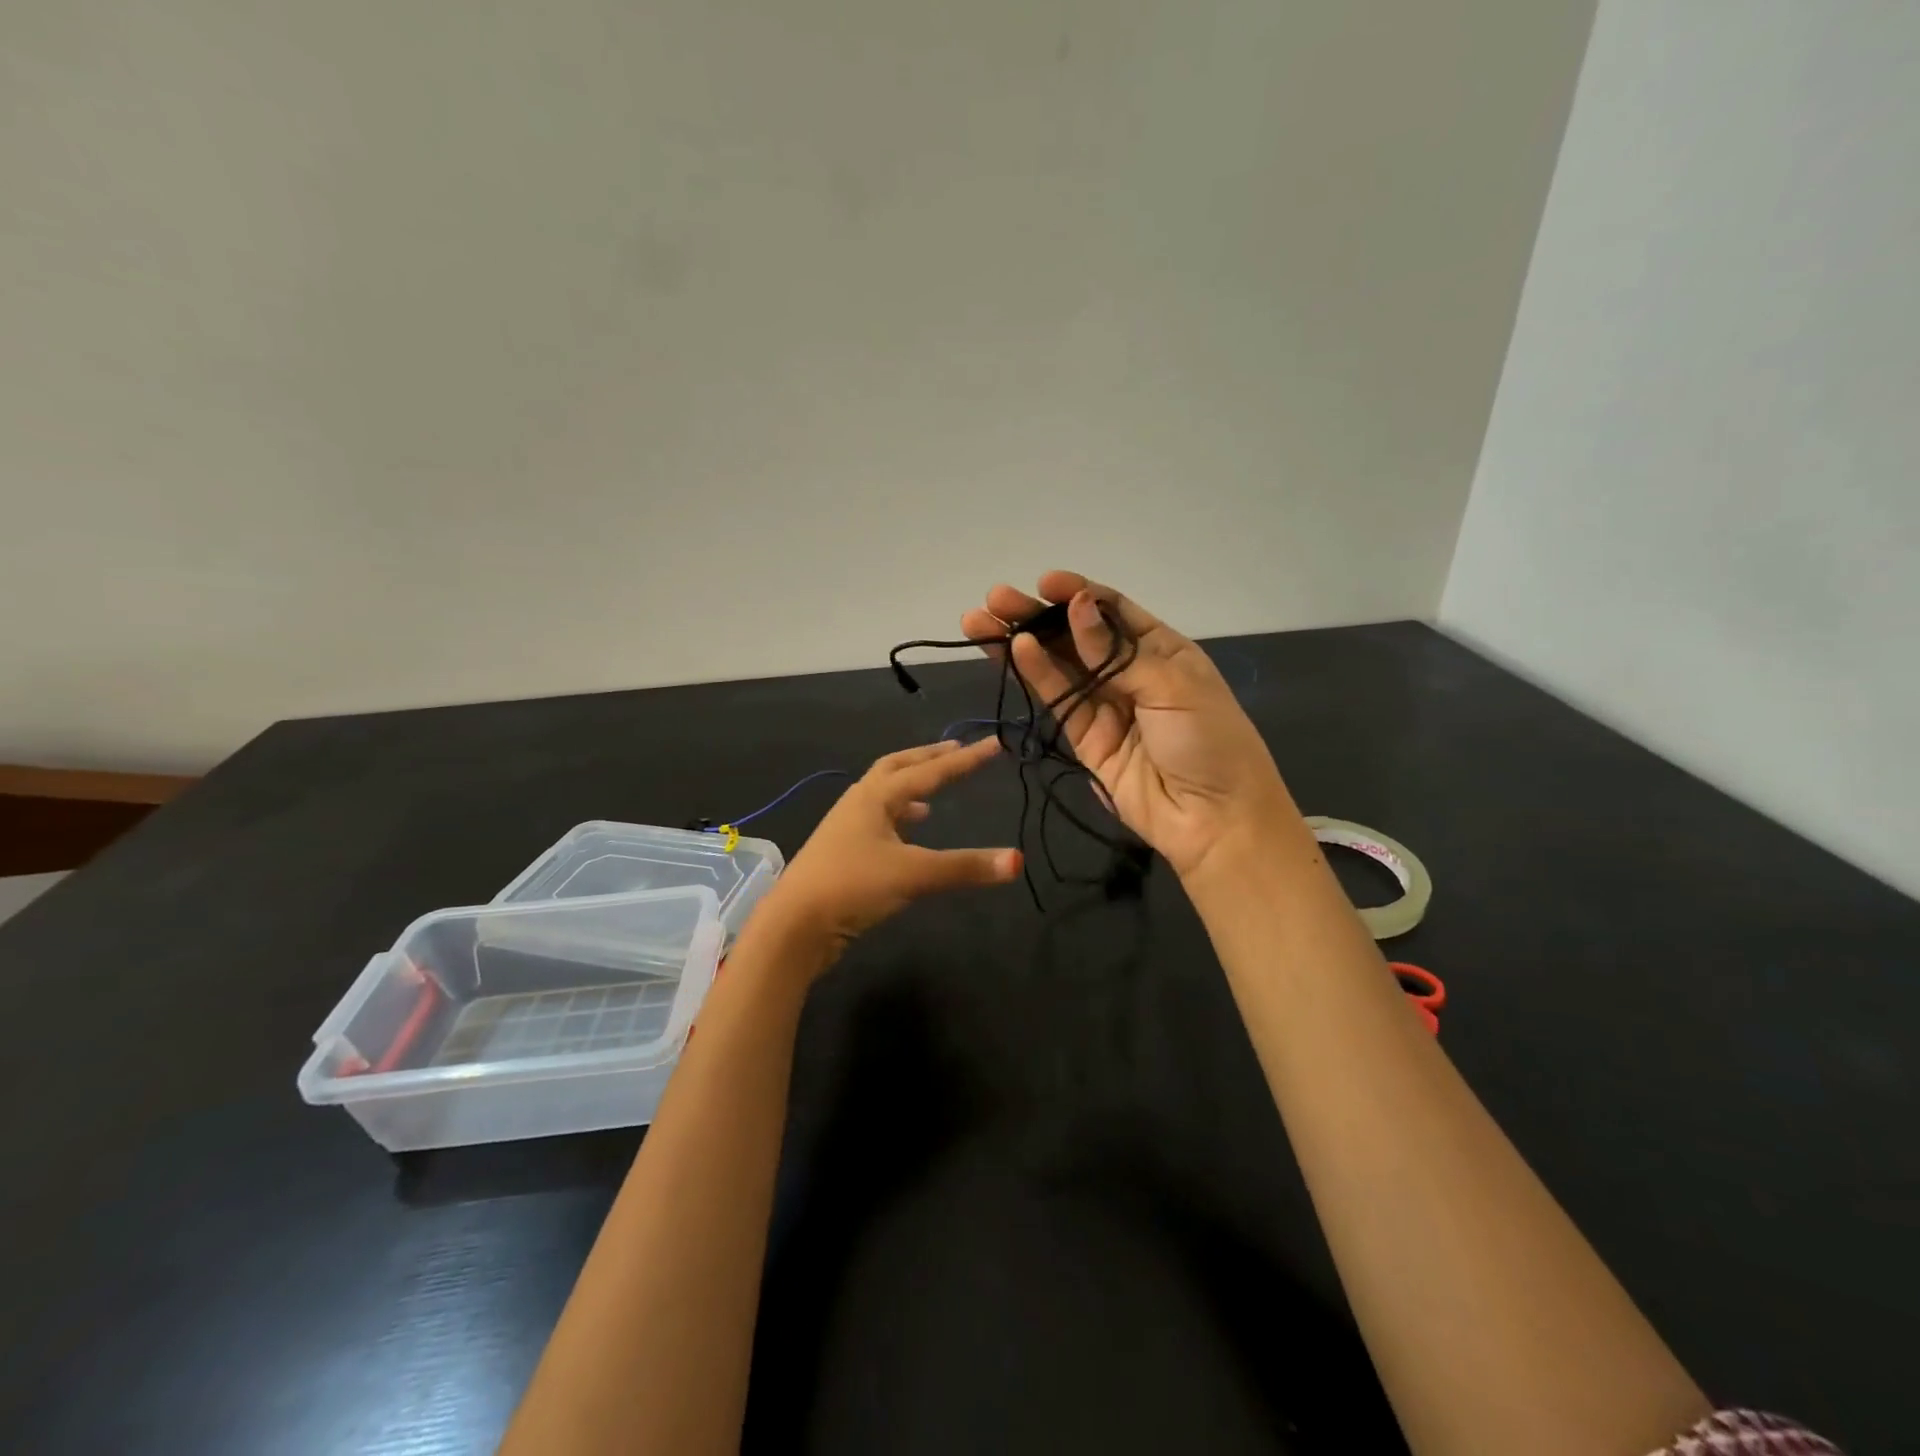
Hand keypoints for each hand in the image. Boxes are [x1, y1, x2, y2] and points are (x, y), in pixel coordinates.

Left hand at [749, 738, 1021, 958]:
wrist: (795, 924)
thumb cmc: (852, 886)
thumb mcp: (913, 874)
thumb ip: (964, 867)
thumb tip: (1017, 860)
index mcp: (875, 796)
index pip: (929, 771)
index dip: (965, 759)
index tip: (994, 744)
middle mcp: (859, 802)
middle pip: (897, 768)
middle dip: (928, 758)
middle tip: (957, 750)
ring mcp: (847, 827)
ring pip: (884, 794)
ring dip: (910, 787)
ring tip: (934, 794)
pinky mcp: (843, 852)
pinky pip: (877, 821)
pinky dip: (899, 818)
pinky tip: (909, 832)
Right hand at [960, 571, 1293, 881]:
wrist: (1214, 819)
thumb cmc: (1209, 741)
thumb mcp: (1172, 687)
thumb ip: (1116, 652)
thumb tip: (1076, 608)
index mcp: (1161, 650)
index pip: (1112, 610)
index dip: (1077, 593)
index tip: (1044, 582)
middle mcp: (1129, 671)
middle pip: (1076, 634)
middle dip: (1037, 615)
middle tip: (995, 599)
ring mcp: (1104, 704)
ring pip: (1057, 665)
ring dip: (1021, 641)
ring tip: (980, 622)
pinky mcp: (1084, 737)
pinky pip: (1057, 699)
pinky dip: (1035, 674)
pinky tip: (1013, 651)